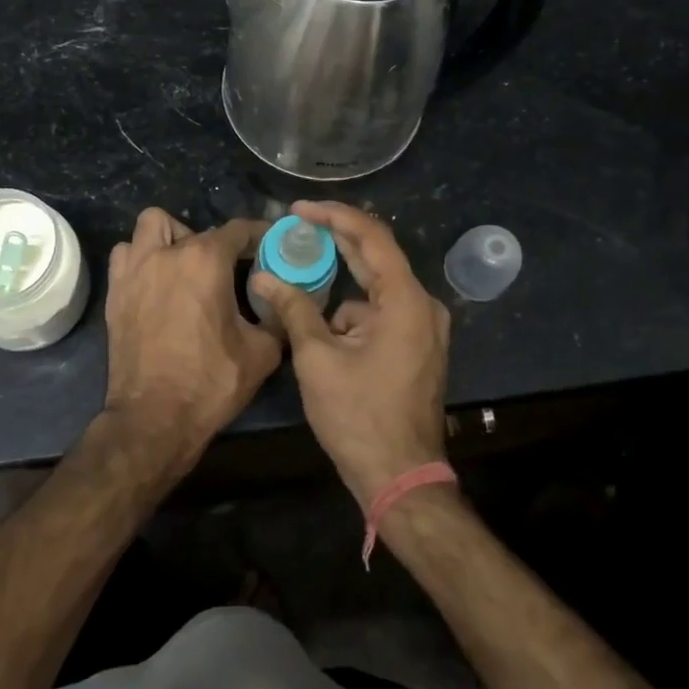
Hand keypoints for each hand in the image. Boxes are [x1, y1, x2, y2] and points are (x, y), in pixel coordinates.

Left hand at [102, 207, 281, 469]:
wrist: (153, 419)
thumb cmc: (210, 383)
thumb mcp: (261, 353)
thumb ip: (277, 318)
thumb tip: (285, 303)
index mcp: (206, 261)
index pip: (239, 229)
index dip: (259, 234)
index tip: (270, 245)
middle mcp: (167, 253)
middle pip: (197, 229)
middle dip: (217, 244)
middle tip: (228, 271)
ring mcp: (135, 269)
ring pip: (152, 226)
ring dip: (171, 238)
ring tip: (184, 265)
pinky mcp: (115, 291)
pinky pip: (126, 254)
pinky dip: (141, 258)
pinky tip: (155, 282)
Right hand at [249, 200, 450, 507]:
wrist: (400, 478)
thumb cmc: (359, 417)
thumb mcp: (318, 359)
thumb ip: (294, 310)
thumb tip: (264, 278)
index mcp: (406, 301)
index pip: (372, 236)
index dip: (334, 216)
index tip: (298, 209)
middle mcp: (423, 306)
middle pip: (377, 256)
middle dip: (336, 239)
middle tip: (296, 224)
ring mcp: (424, 328)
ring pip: (376, 288)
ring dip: (340, 281)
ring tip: (299, 273)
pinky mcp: (416, 347)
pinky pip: (381, 313)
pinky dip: (352, 312)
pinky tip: (321, 325)